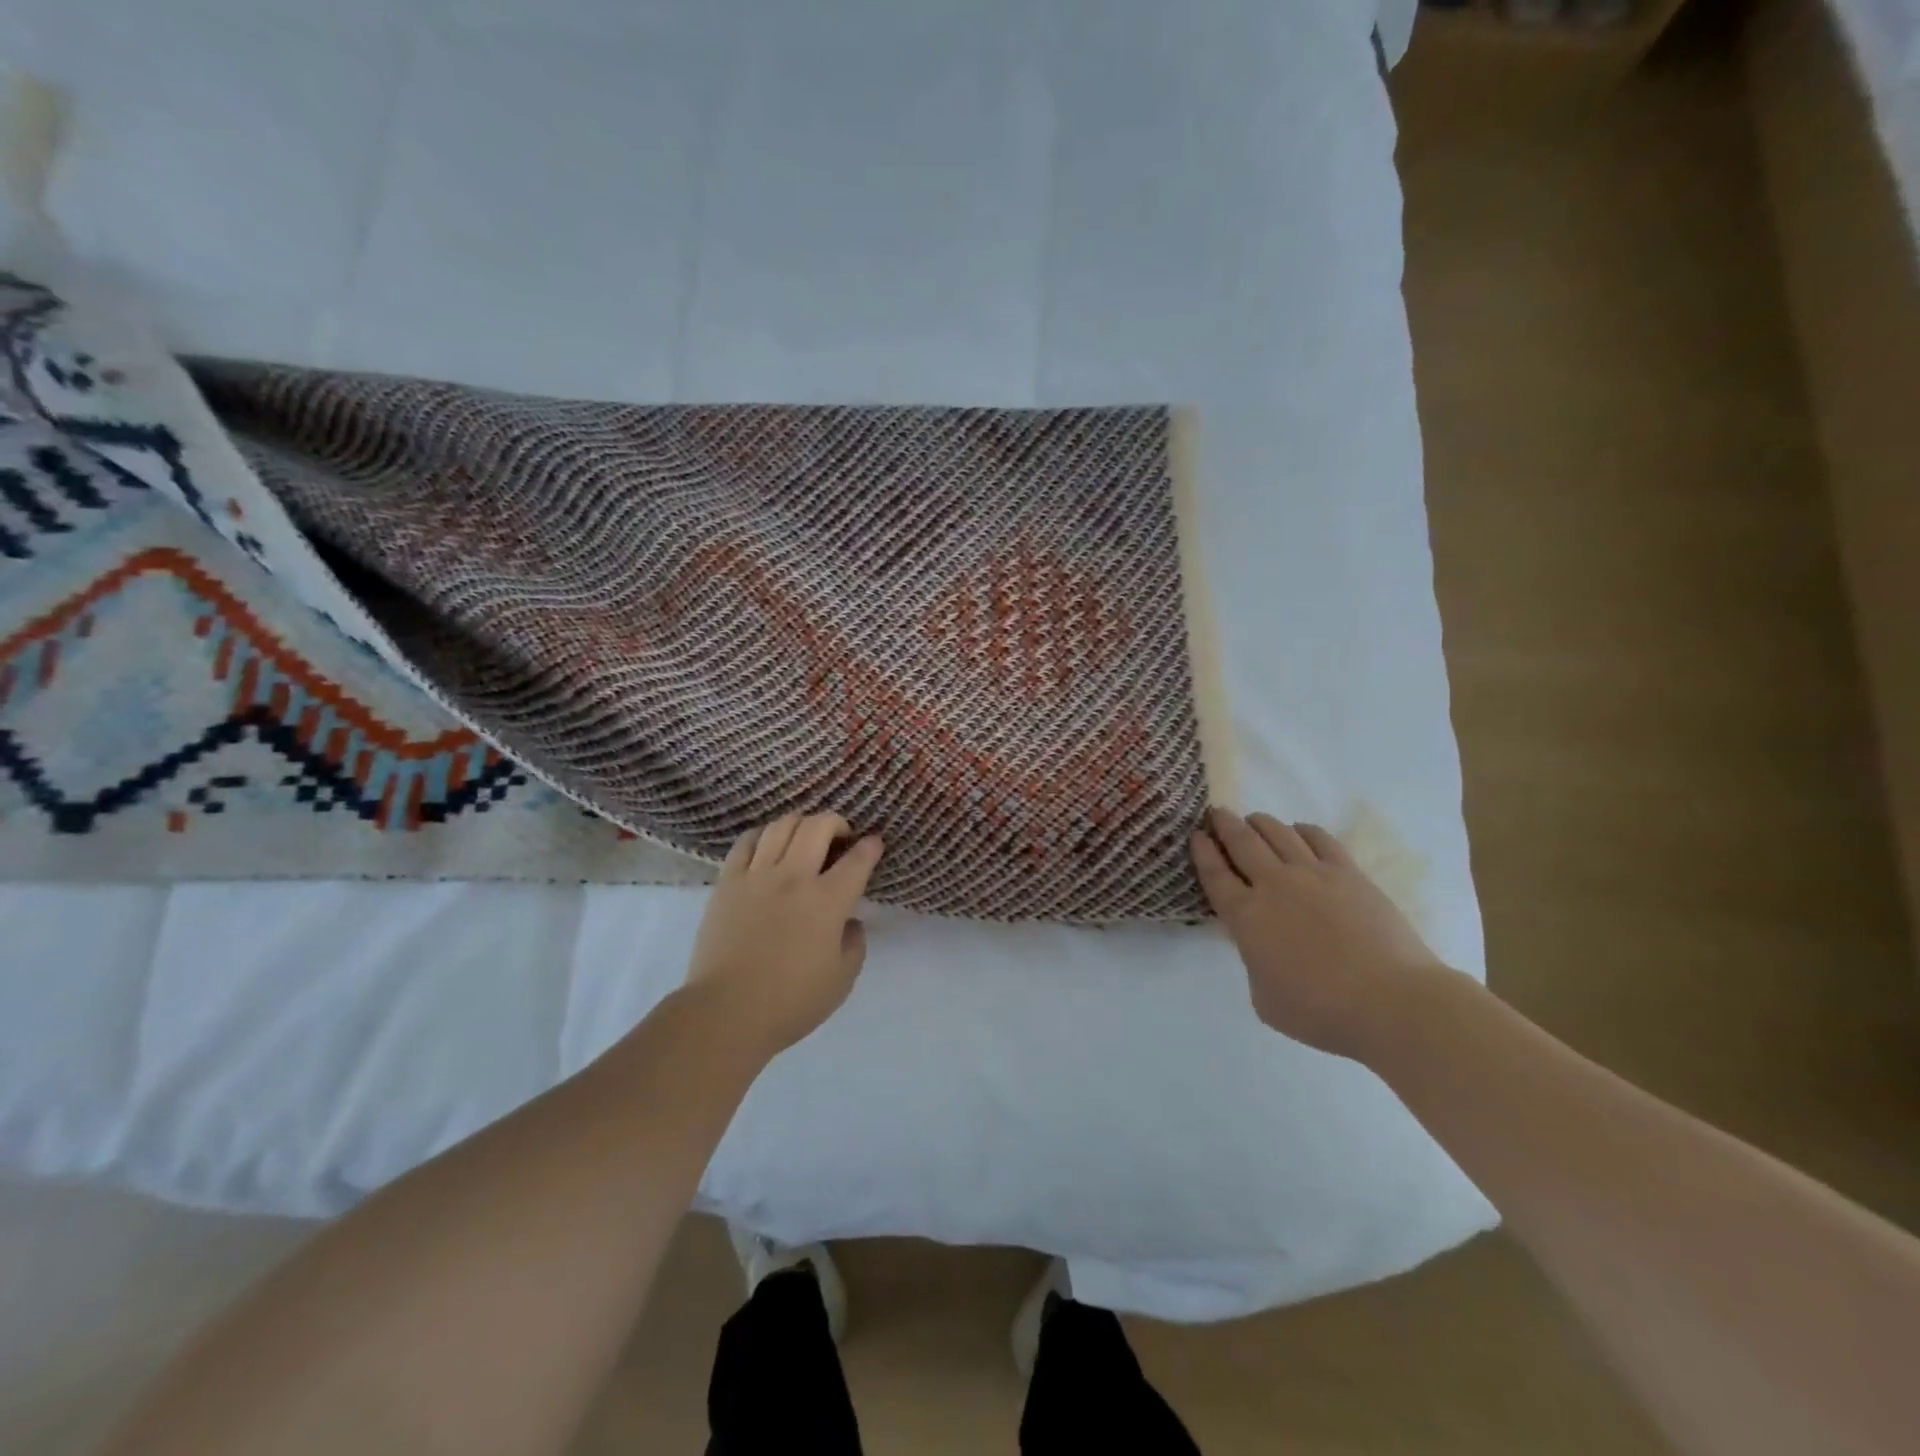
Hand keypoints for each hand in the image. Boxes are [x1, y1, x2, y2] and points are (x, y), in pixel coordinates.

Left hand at [686, 812, 883, 1058]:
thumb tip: (850, 921)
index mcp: (828, 901)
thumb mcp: (842, 979)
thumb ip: (854, 942)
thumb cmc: (791, 1001)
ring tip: (805, 837)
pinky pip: (747, 841)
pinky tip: (769, 844)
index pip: (858, 859)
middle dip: (836, 822)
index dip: (871, 846)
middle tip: (840, 837)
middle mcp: (794, 877)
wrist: (727, 1012)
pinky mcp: (728, 882)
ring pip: (782, 825)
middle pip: (818, 826)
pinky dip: (764, 834)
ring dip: (801, 823)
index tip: (874, 843)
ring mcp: (757, 876)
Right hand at [1192, 808, 1450, 1059]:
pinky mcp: (1348, 873)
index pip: (1214, 874)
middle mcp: (1273, 885)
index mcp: (1246, 917)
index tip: (1196, 835)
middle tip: (1216, 814)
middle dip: (1224, 824)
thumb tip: (1261, 946)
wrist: (1391, 1002)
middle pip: (1241, 841)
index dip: (1202, 851)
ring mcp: (1313, 874)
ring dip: (1260, 822)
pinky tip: (1299, 832)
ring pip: (1277, 832)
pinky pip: (1319, 838)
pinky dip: (1302, 830)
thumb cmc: (1321, 1012)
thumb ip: (1254, 963)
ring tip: (1254, 821)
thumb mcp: (1264, 998)